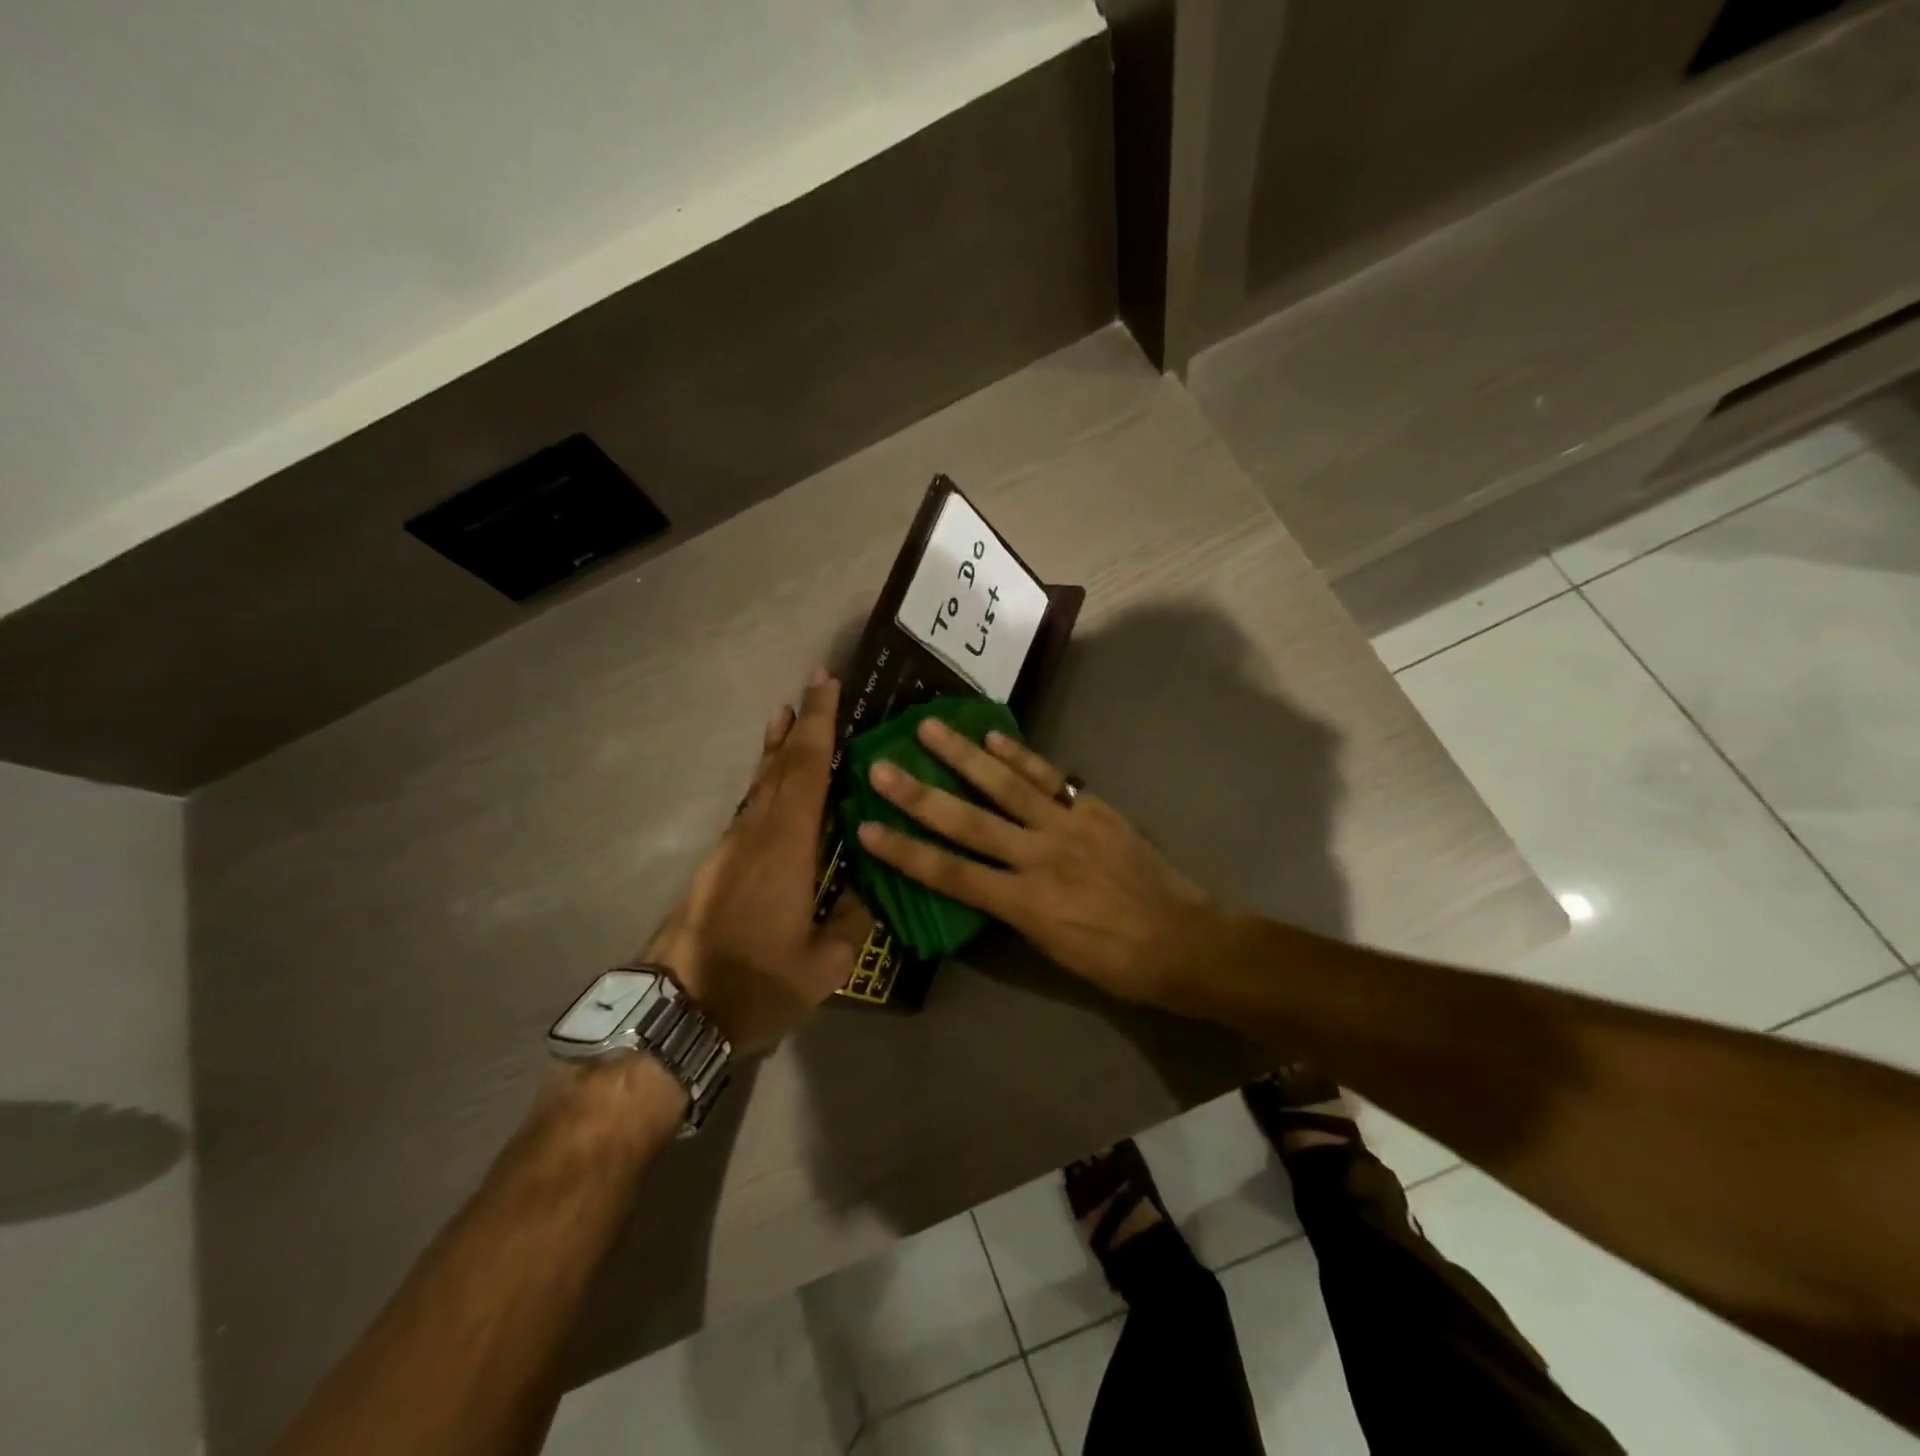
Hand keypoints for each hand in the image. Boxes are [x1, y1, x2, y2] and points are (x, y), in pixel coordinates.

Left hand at [644, 670, 868, 1055]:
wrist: (675, 1014)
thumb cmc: (755, 986)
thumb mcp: (825, 965)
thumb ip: (854, 920)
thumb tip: (870, 886)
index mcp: (786, 848)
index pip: (807, 770)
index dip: (819, 724)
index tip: (827, 682)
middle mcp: (755, 834)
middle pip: (780, 766)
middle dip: (801, 723)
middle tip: (817, 685)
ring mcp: (730, 847)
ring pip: (760, 784)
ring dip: (778, 749)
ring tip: (790, 718)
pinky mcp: (718, 864)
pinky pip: (751, 807)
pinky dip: (768, 782)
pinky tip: (777, 787)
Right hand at [854, 720, 1226, 1010]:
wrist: (1181, 941)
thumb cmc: (1113, 961)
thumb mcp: (1050, 949)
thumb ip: (1011, 909)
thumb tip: (981, 881)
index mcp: (1023, 903)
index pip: (950, 874)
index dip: (905, 853)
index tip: (867, 830)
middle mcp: (1037, 857)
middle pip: (967, 822)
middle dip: (919, 795)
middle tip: (881, 766)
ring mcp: (1066, 826)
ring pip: (1005, 785)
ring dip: (964, 755)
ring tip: (929, 727)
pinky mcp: (1092, 808)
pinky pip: (1050, 777)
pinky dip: (1021, 754)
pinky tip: (994, 735)